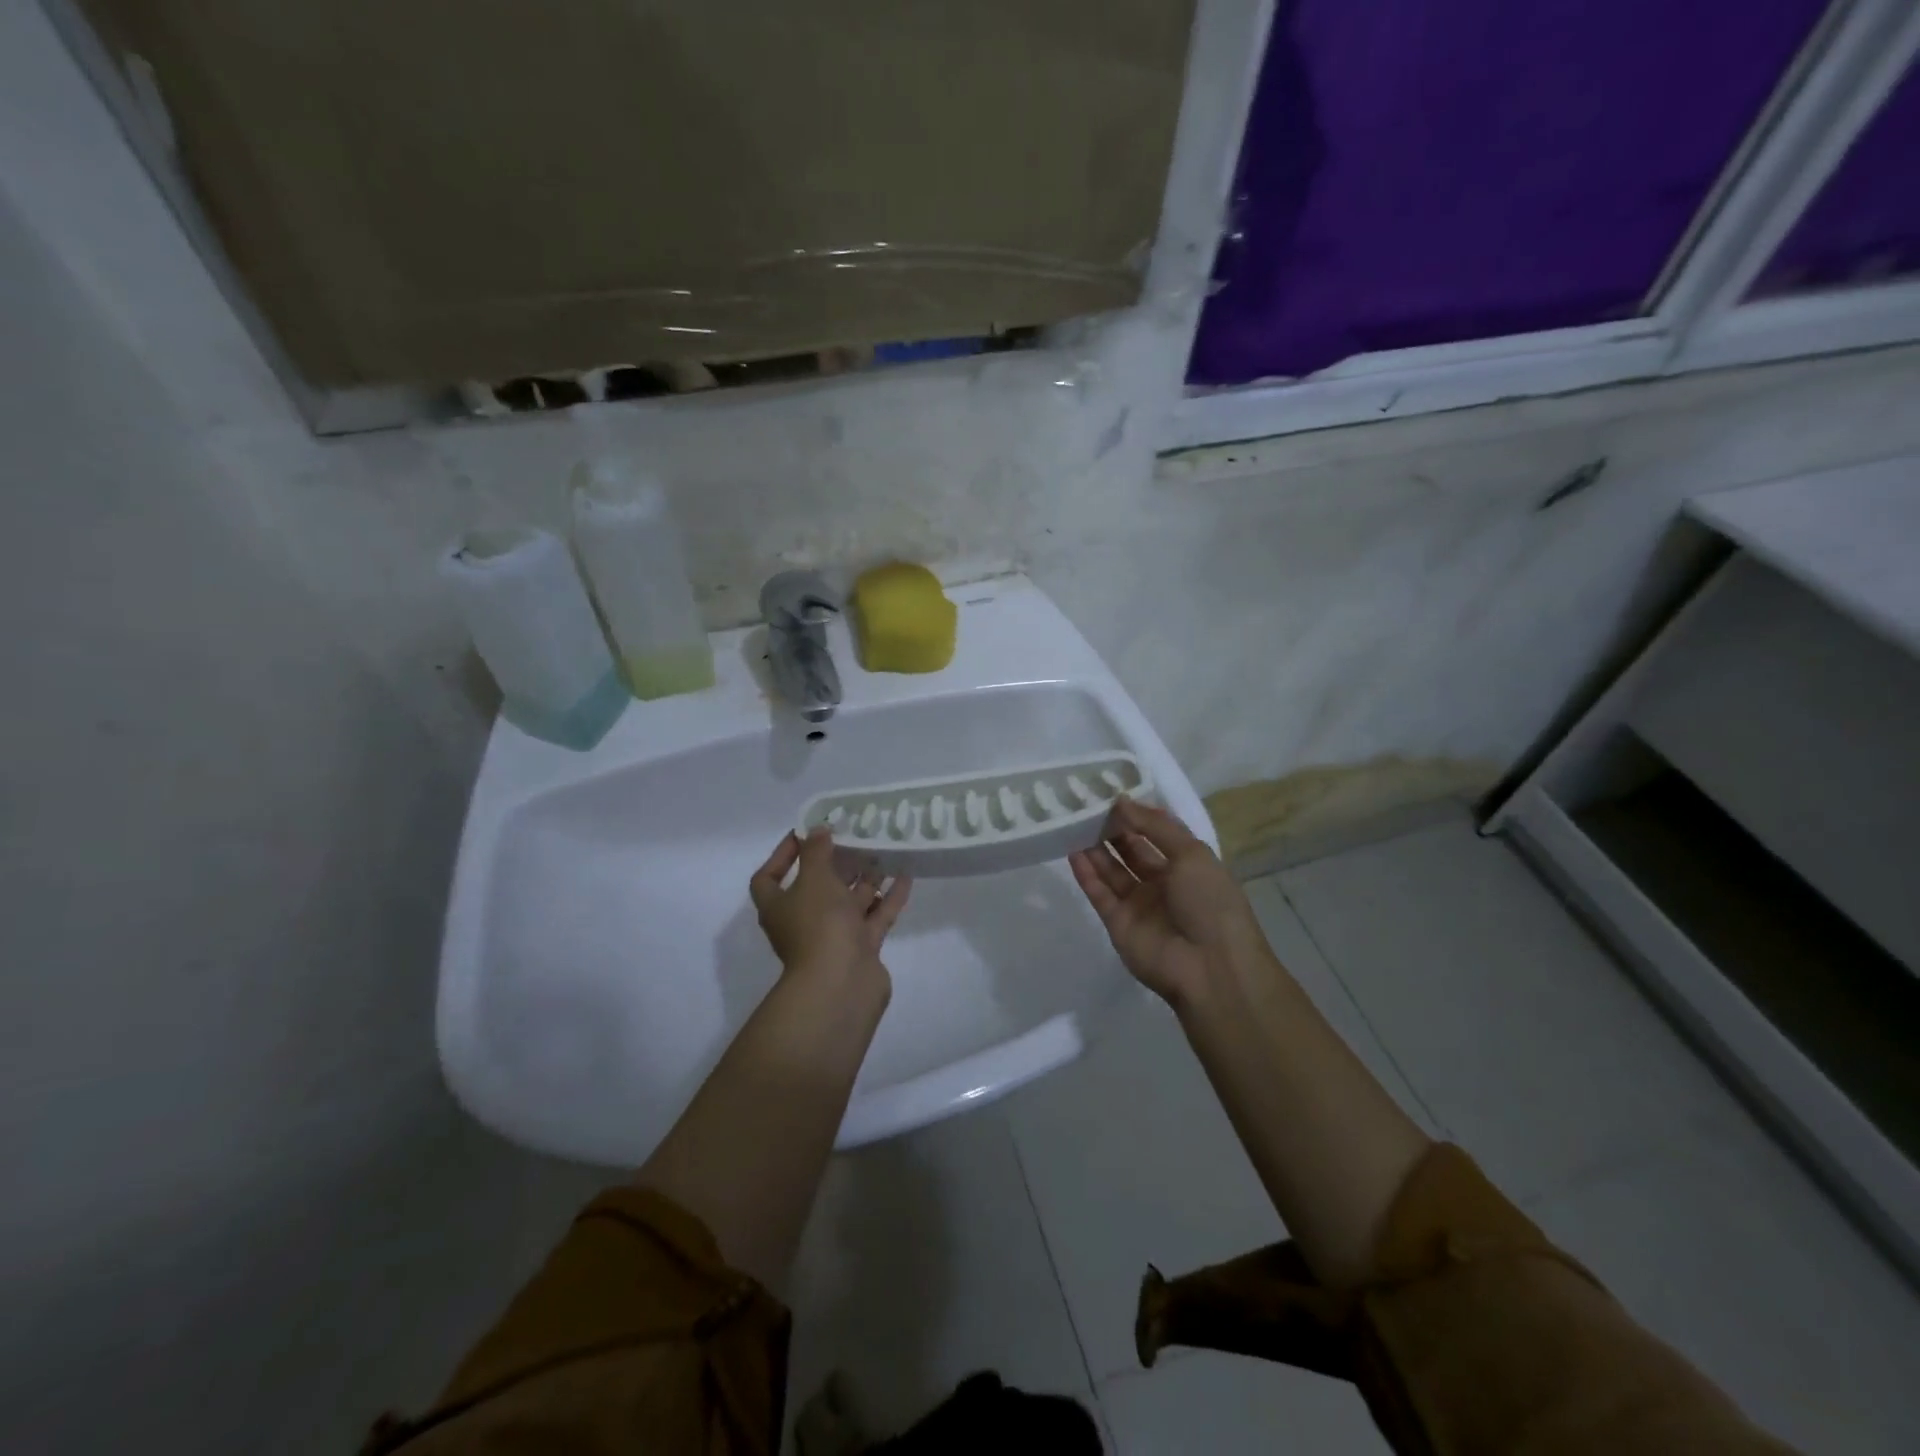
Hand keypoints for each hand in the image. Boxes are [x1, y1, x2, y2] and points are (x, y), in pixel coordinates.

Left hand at [750, 829, 912, 987]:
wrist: (841, 985)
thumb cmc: (818, 925)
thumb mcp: (814, 880)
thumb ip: (816, 852)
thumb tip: (816, 830)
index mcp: (779, 906)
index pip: (769, 877)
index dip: (782, 855)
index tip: (805, 834)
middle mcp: (803, 921)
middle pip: (817, 887)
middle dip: (835, 864)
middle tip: (856, 837)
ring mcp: (834, 937)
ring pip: (849, 902)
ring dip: (865, 879)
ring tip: (884, 852)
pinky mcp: (861, 948)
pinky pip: (875, 917)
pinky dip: (888, 898)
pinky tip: (905, 875)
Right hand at [1069, 799, 1271, 1006]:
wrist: (1210, 967)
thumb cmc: (1210, 901)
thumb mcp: (1191, 853)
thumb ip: (1155, 826)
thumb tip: (1121, 801)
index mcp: (1187, 865)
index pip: (1157, 834)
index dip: (1137, 815)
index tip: (1112, 793)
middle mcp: (1162, 883)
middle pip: (1131, 850)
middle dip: (1112, 829)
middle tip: (1086, 804)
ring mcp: (1139, 904)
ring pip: (1112, 870)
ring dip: (1095, 848)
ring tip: (1073, 821)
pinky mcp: (1117, 923)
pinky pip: (1099, 893)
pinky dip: (1086, 873)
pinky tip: (1072, 851)